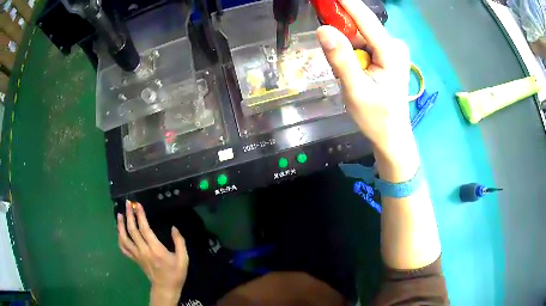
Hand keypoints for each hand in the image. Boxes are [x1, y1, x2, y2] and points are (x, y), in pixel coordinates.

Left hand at [117, 200, 187, 303]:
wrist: (165, 288)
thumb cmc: (175, 273)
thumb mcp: (183, 259)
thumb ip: (180, 242)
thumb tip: (174, 227)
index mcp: (156, 249)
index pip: (144, 229)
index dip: (140, 216)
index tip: (138, 205)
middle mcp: (143, 250)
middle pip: (132, 230)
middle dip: (128, 215)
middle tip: (127, 204)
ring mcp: (137, 255)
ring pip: (124, 238)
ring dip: (120, 225)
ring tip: (119, 214)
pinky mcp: (134, 259)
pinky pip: (123, 248)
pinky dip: (120, 239)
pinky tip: (120, 232)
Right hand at [317, 0, 411, 154]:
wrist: (392, 135)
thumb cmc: (376, 118)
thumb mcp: (355, 90)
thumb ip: (340, 59)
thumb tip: (323, 29)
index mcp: (391, 52)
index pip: (365, 19)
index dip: (345, 2)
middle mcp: (394, 45)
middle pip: (361, 26)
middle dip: (340, 28)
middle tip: (332, 51)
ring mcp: (391, 49)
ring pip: (360, 35)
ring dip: (345, 44)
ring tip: (346, 71)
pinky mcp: (387, 54)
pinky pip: (363, 43)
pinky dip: (351, 50)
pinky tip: (352, 69)